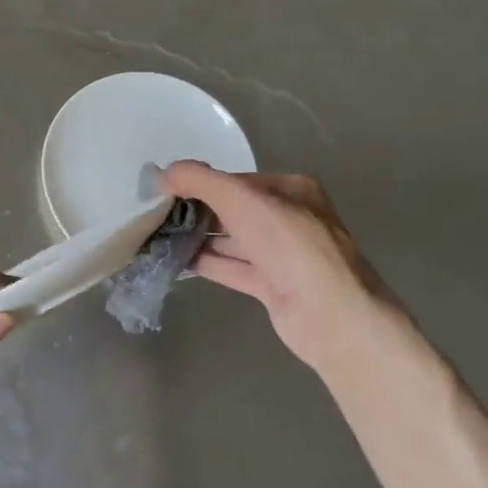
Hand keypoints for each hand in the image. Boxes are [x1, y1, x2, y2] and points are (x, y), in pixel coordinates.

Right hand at [159, 162, 393, 371]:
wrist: (330, 315)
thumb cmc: (288, 244)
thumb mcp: (240, 199)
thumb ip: (199, 180)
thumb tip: (162, 173)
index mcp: (291, 190)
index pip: (237, 180)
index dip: (202, 183)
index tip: (166, 190)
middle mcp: (289, 219)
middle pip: (233, 209)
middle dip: (197, 210)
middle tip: (157, 213)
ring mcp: (283, 255)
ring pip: (232, 240)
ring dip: (198, 237)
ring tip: (157, 235)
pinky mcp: (273, 286)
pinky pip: (232, 267)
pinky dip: (206, 262)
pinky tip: (174, 259)